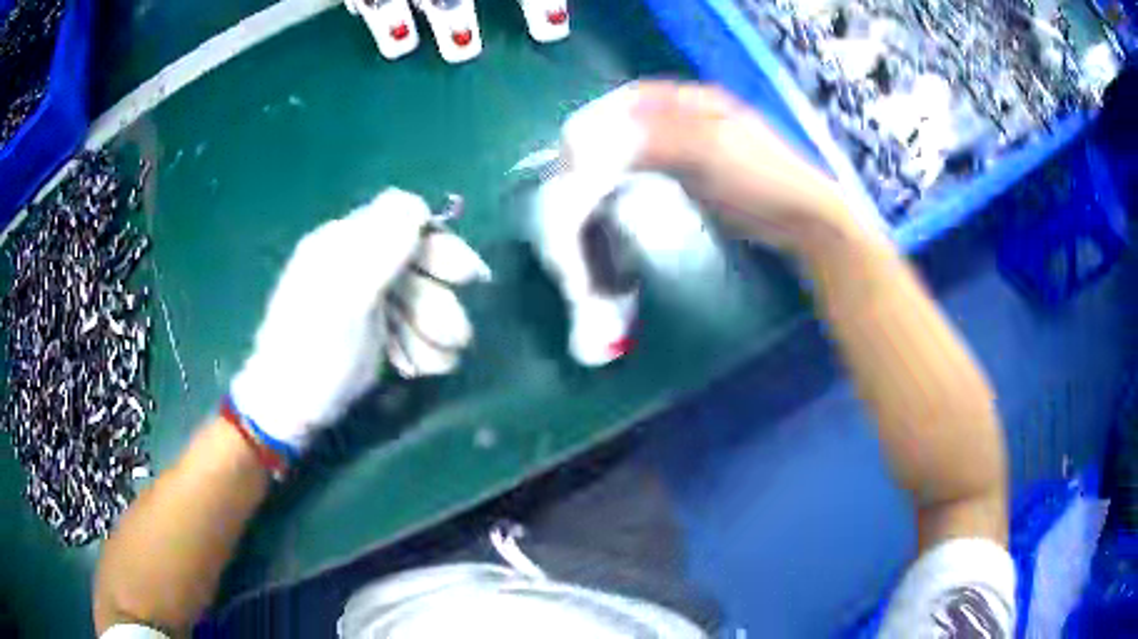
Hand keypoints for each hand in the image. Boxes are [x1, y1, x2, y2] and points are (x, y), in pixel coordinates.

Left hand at [229, 188, 489, 455]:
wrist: (290, 408)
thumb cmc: (312, 351)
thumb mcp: (344, 298)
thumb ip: (381, 249)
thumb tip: (418, 204)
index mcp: (345, 243)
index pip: (404, 221)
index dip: (438, 246)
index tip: (464, 278)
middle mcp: (360, 263)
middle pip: (421, 264)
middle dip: (437, 302)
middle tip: (452, 337)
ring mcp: (370, 299)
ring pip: (422, 300)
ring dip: (432, 334)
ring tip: (424, 365)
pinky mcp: (378, 330)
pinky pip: (414, 327)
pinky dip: (421, 349)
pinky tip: (411, 369)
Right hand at [563, 81, 862, 256]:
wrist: (800, 218)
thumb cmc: (762, 174)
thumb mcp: (711, 149)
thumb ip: (657, 139)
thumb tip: (603, 142)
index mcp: (694, 101)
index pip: (636, 98)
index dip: (603, 116)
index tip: (575, 144)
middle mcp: (689, 118)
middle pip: (635, 121)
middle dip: (605, 141)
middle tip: (578, 169)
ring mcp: (692, 148)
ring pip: (642, 146)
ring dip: (615, 161)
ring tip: (590, 183)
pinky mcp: (694, 176)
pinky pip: (654, 169)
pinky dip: (633, 178)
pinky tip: (618, 193)